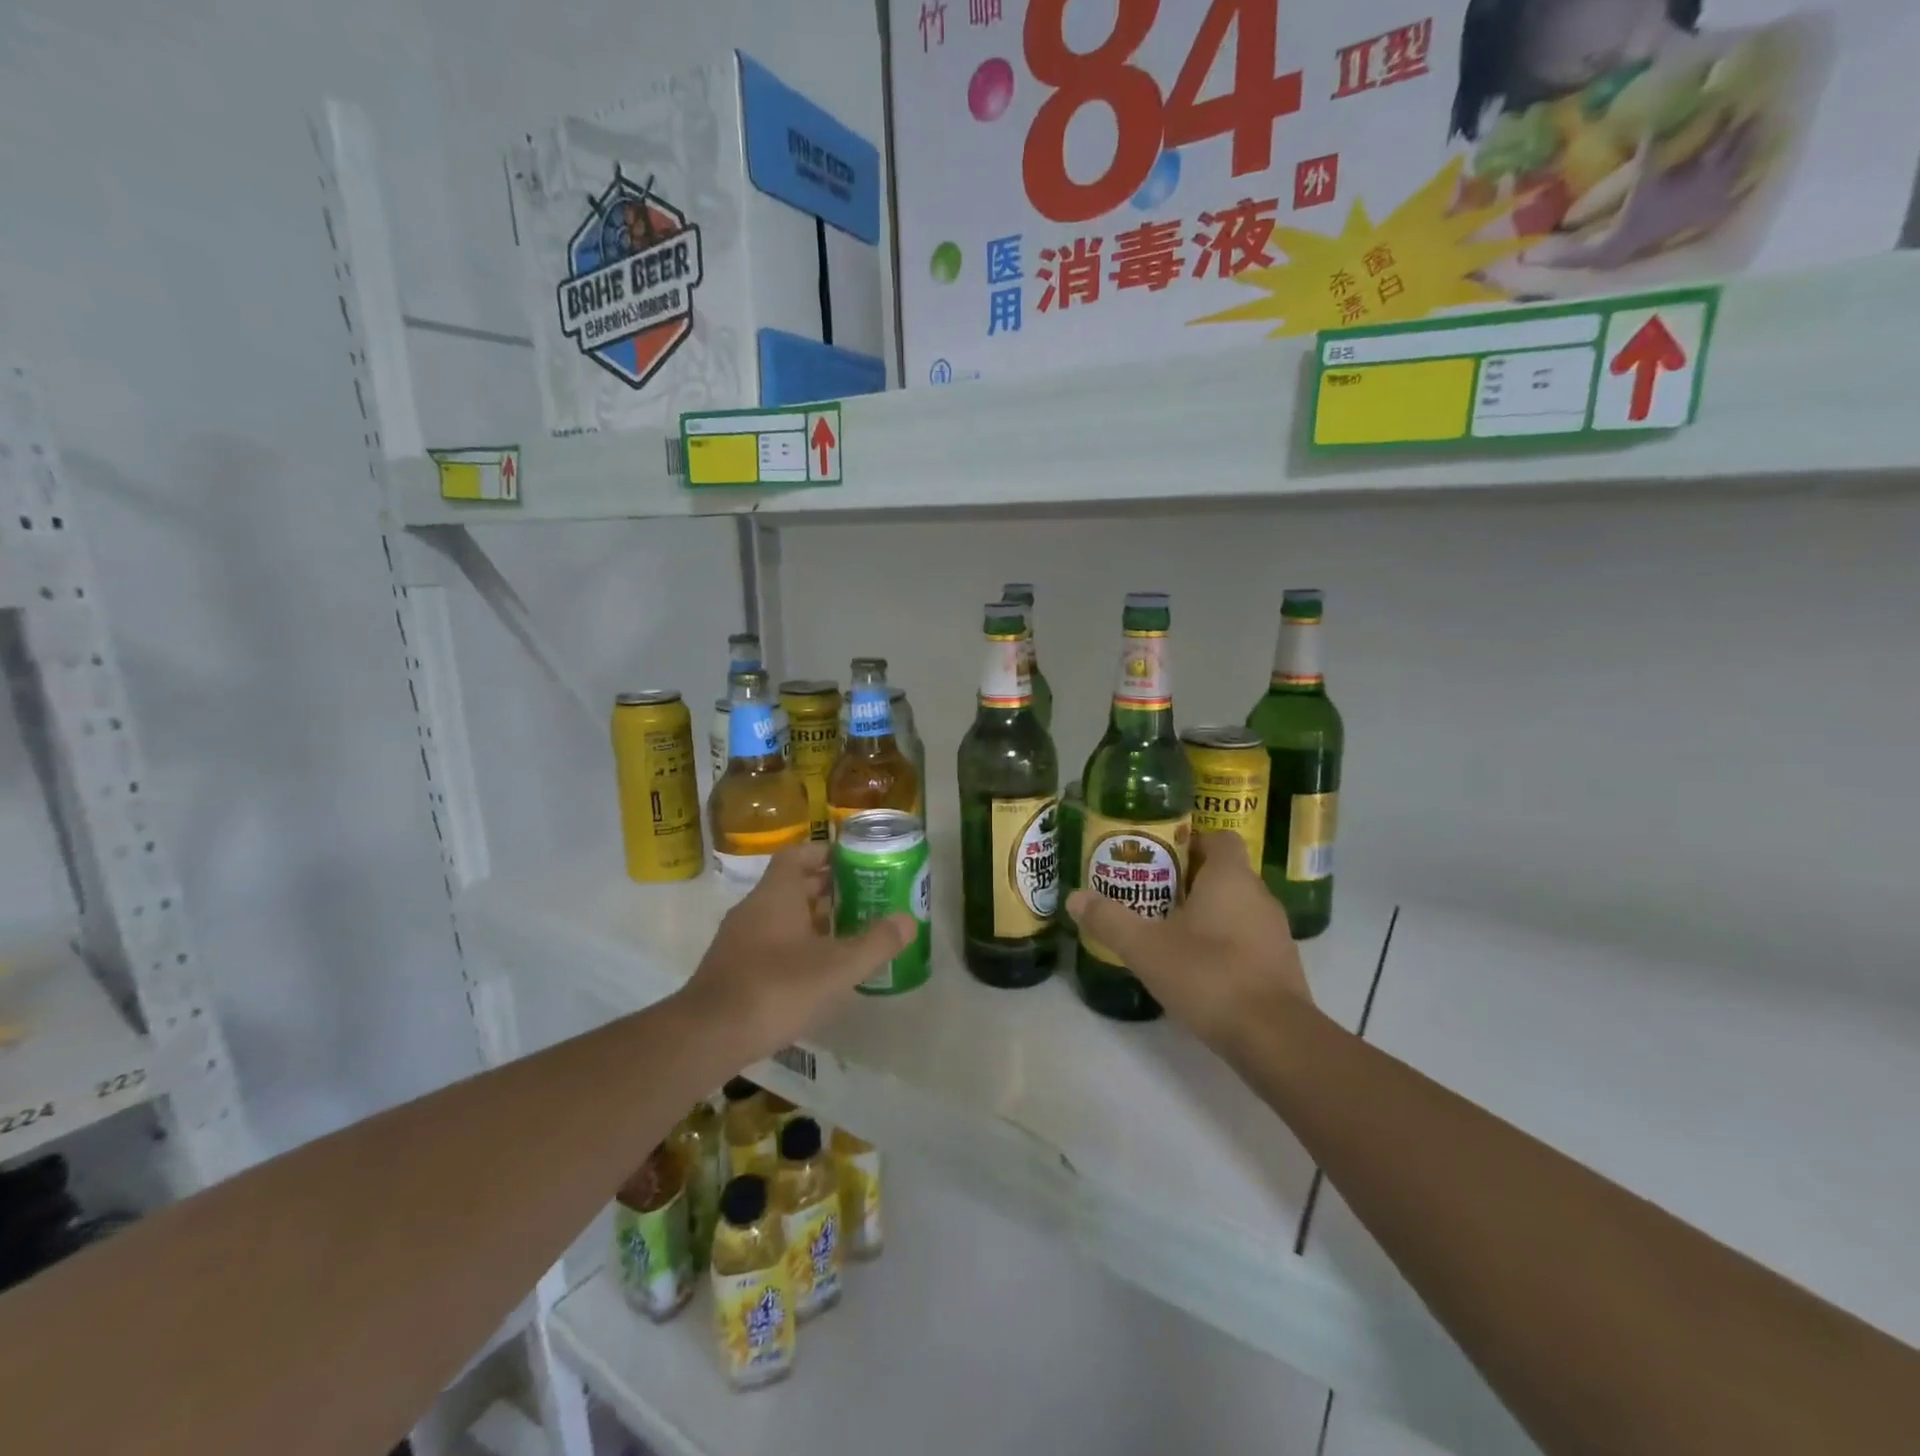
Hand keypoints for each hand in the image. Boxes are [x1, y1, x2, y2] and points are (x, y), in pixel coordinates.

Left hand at [676, 842, 914, 1061]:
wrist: (707, 1036)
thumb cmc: (776, 988)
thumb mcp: (837, 968)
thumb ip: (875, 943)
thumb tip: (908, 920)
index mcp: (776, 894)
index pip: (798, 855)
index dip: (825, 854)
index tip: (853, 863)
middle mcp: (753, 908)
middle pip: (791, 885)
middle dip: (826, 889)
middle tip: (862, 899)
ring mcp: (738, 940)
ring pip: (780, 917)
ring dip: (811, 920)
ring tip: (846, 935)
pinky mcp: (731, 969)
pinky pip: (768, 943)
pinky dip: (794, 947)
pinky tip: (815, 972)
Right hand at [1065, 831, 1313, 1051]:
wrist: (1274, 1038)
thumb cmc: (1208, 975)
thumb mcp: (1145, 947)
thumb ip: (1109, 920)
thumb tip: (1075, 897)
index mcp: (1230, 877)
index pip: (1218, 838)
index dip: (1190, 840)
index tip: (1159, 855)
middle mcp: (1259, 896)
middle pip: (1224, 872)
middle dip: (1188, 879)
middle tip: (1150, 893)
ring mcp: (1275, 932)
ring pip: (1236, 907)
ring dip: (1206, 912)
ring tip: (1168, 929)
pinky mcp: (1281, 966)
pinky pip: (1247, 938)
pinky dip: (1223, 942)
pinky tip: (1196, 966)